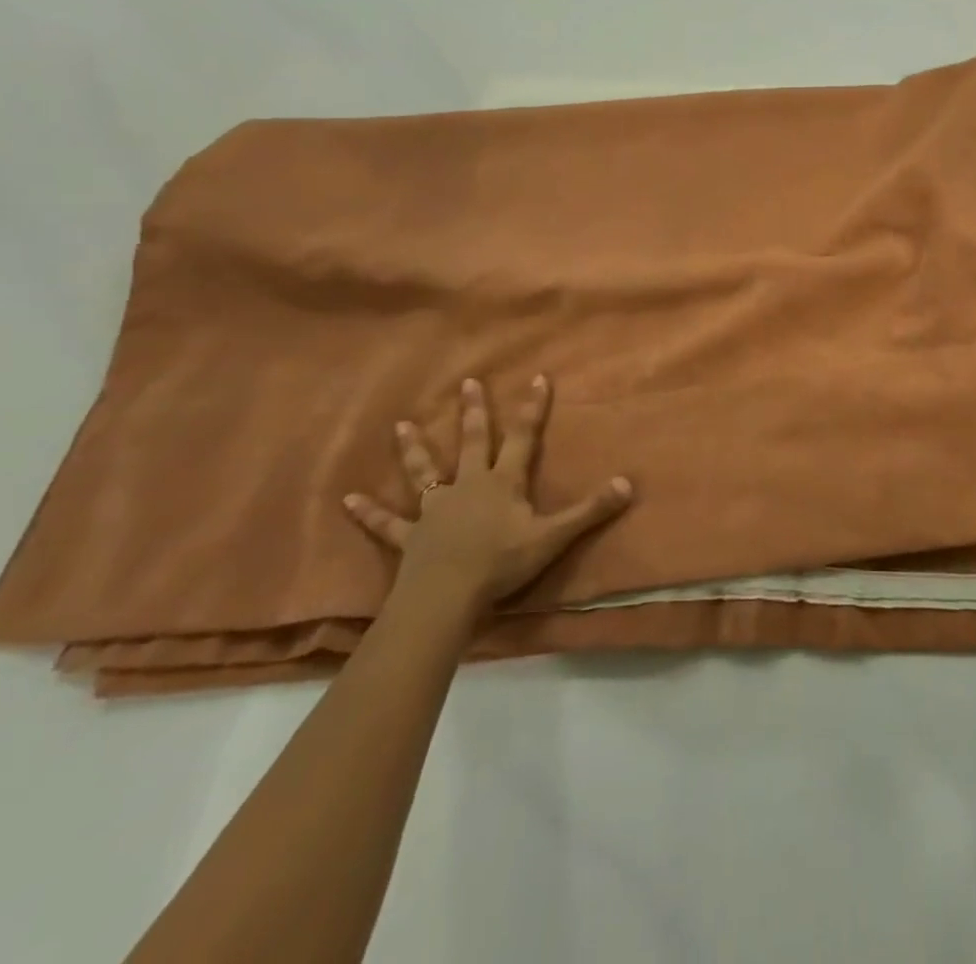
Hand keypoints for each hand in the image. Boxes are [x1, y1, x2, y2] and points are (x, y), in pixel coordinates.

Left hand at [344, 375, 631, 614]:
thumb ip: (590, 510)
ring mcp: (435, 509)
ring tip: (400, 424)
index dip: (532, 408)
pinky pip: (386, 524)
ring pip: (424, 471)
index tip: (537, 378)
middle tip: (467, 383)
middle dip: (473, 413)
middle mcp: (468, 485)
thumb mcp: (553, 536)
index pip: (522, 437)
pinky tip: (347, 500)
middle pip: (472, 442)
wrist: (446, 596)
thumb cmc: (501, 562)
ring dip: (413, 448)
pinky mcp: (411, 537)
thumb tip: (628, 483)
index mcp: (502, 482)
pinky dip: (368, 513)